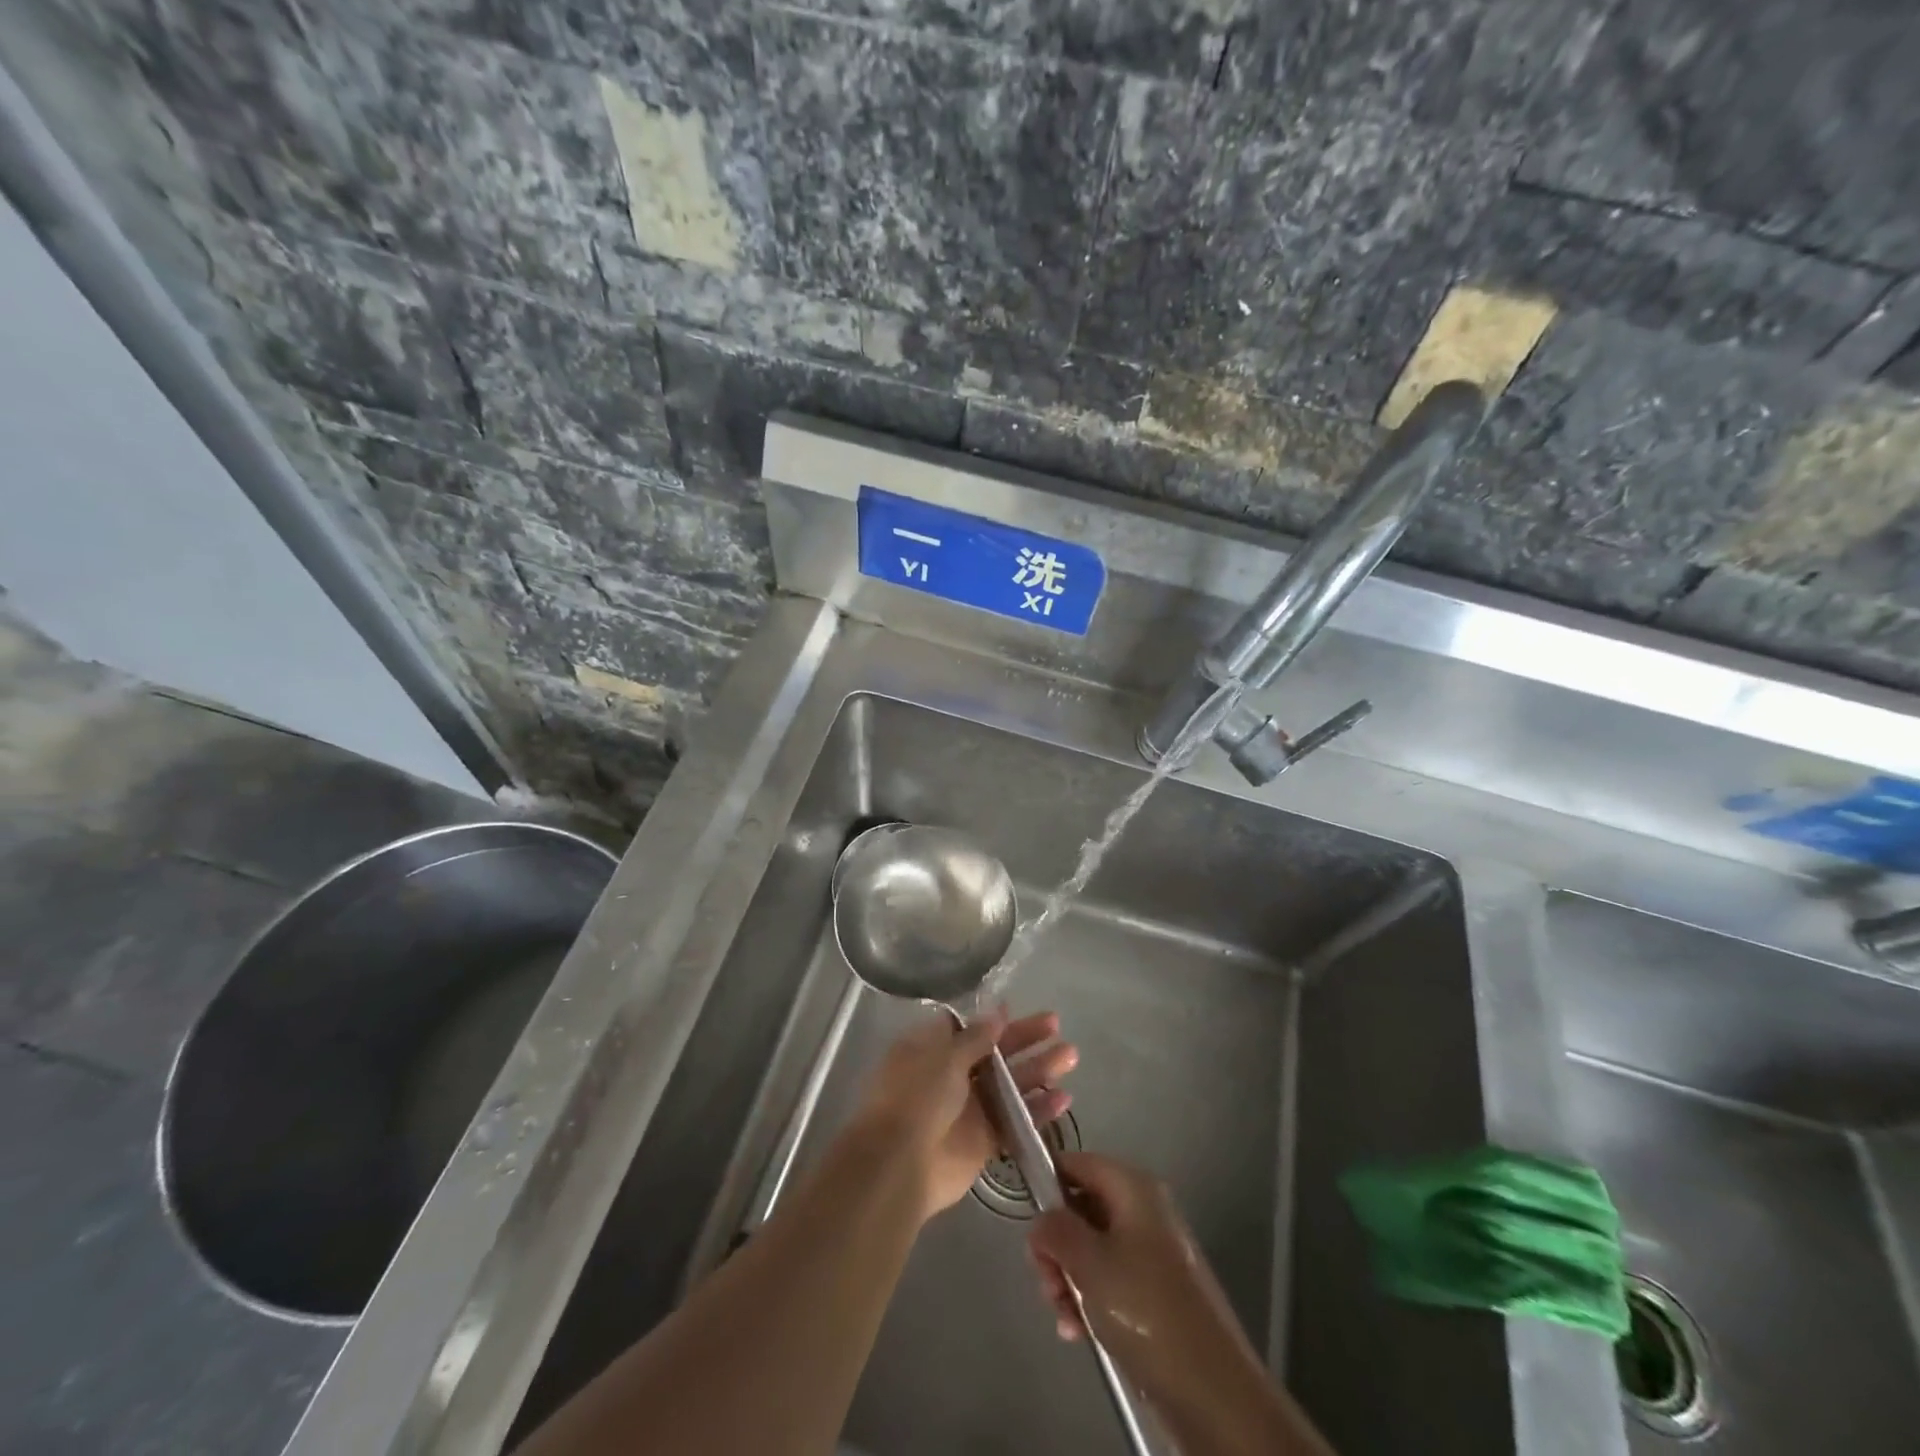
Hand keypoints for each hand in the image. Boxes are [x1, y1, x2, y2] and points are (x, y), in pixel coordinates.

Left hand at [850, 1009, 1076, 1221]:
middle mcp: (951, 1075)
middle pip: (994, 1052)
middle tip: (1056, 1026)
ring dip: (1039, 1070)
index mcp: (932, 1049)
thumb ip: (975, 1036)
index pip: (967, 1027)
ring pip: (1010, 1084)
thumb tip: (998, 1011)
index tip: (1017, 1009)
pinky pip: (1015, 1120)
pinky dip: (1038, 1111)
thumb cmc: (917, 1097)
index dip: (992, 1019)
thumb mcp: (944, 1056)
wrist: (901, 1165)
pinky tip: (1064, 1100)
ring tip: (1071, 1056)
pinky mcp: (984, 1141)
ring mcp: (969, 1108)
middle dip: (1025, 1038)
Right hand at [1027, 1153, 1265, 1416]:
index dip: (1047, 1185)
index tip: (1029, 1225)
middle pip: (1082, 1208)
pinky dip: (1089, 1300)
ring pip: (1092, 1249)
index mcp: (1133, 1187)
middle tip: (1046, 1280)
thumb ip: (1055, 1231)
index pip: (1077, 1163)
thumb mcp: (1089, 1263)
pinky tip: (1079, 1331)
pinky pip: (1110, 1281)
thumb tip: (1042, 1221)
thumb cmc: (1146, 1310)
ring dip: (1068, 1279)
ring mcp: (1152, 1252)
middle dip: (1057, 1245)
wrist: (1212, 1391)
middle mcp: (1145, 1210)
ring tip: (1063, 1315)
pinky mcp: (1156, 1293)